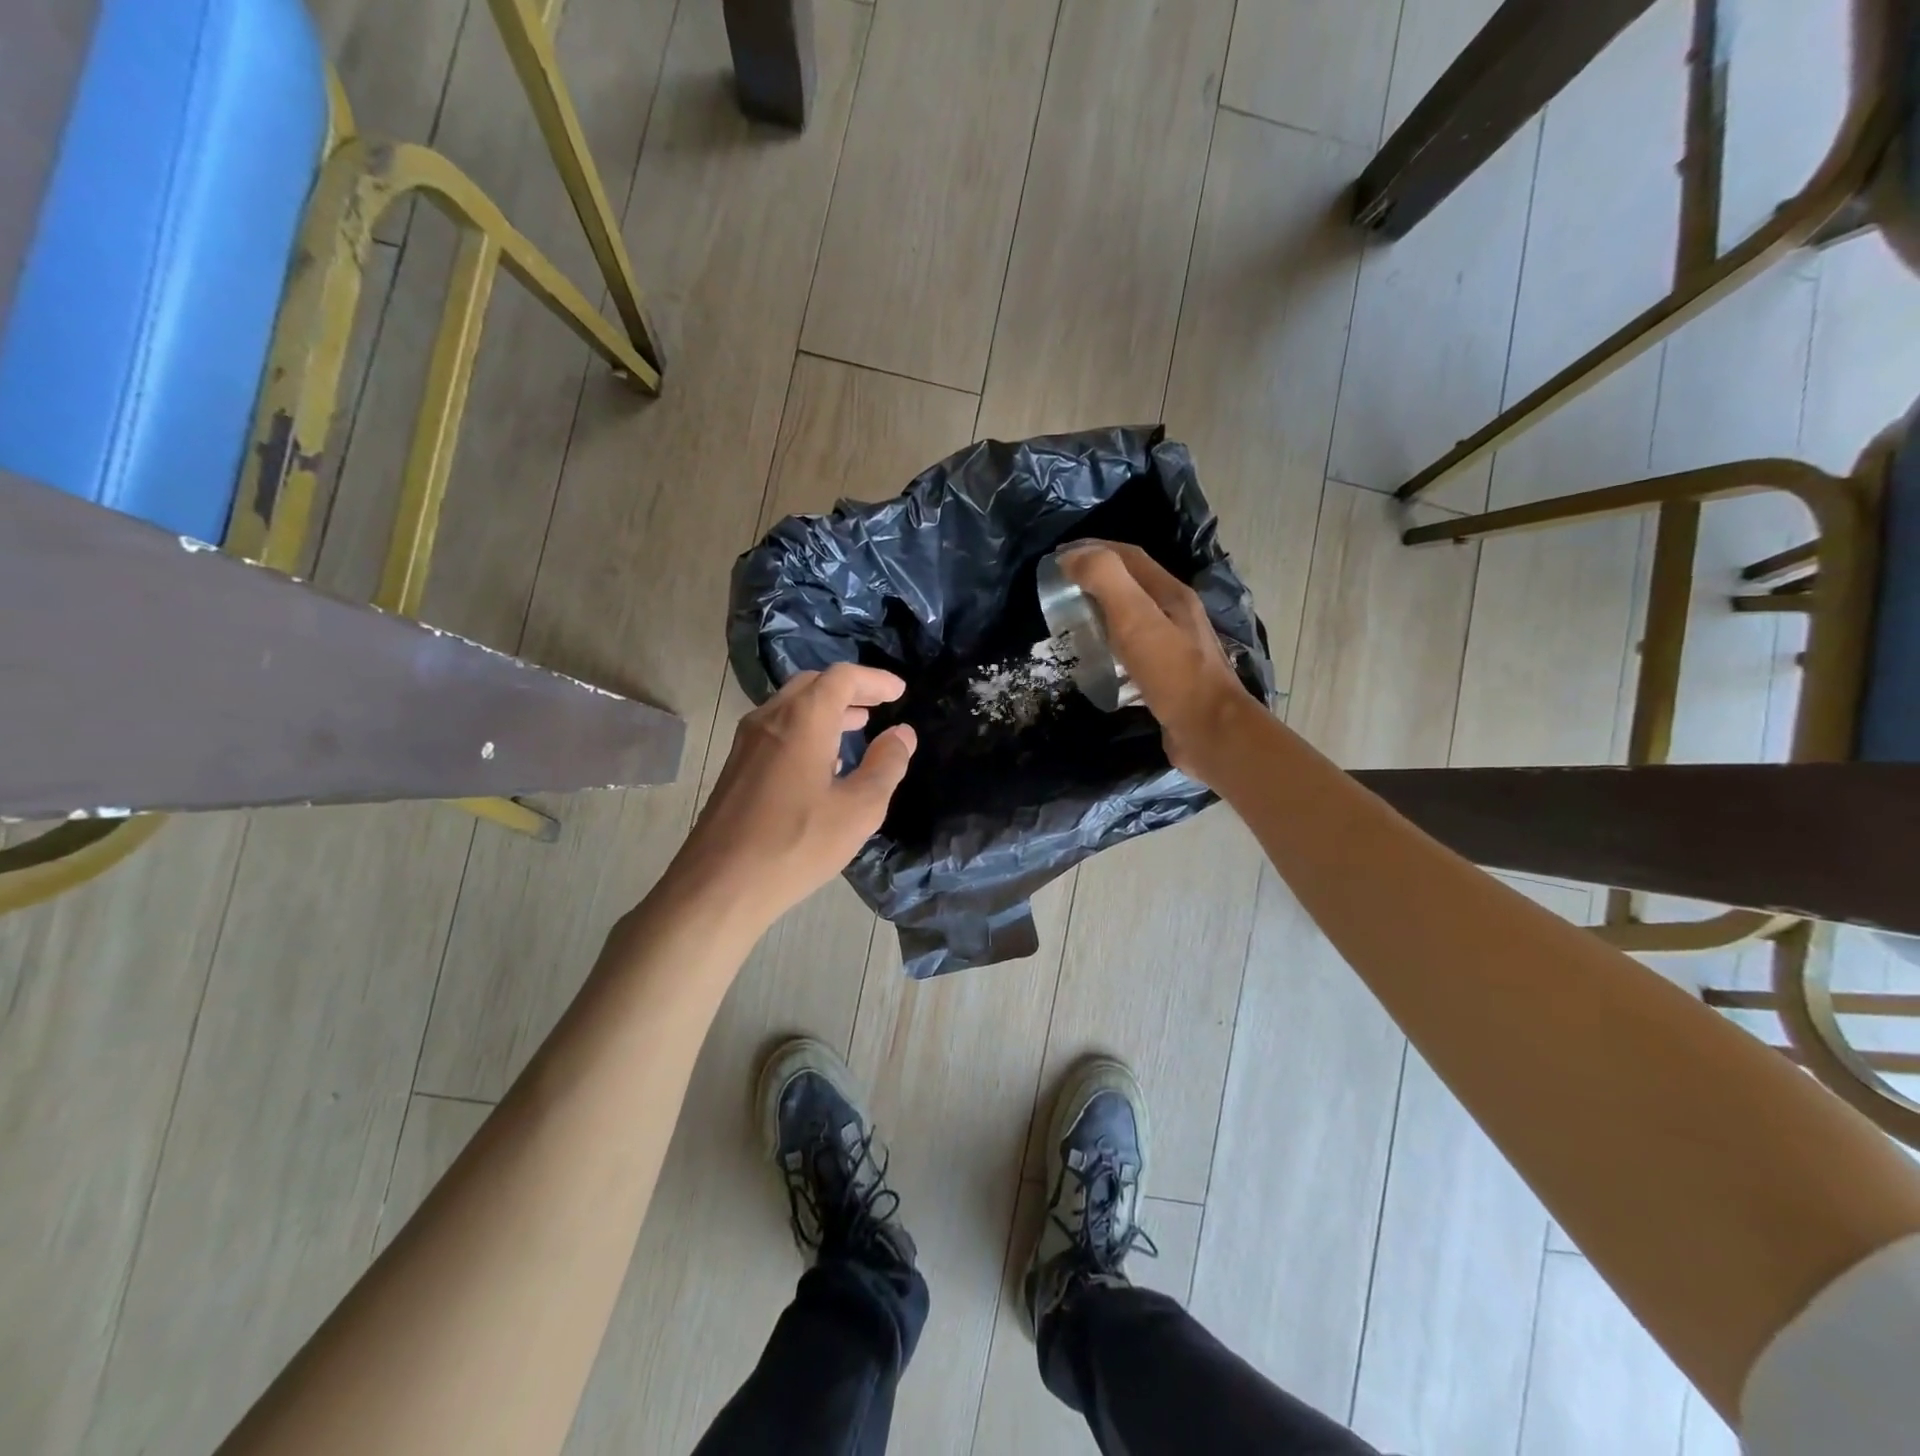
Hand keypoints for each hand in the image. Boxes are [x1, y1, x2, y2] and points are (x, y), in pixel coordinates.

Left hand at [670, 664, 916, 929]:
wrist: (720, 885)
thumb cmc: (796, 844)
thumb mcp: (859, 809)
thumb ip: (886, 765)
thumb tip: (902, 734)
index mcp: (803, 720)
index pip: (842, 677)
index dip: (874, 679)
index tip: (900, 691)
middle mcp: (770, 718)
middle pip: (813, 684)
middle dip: (850, 689)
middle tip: (880, 704)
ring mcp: (747, 742)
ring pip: (792, 706)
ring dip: (828, 709)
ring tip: (859, 726)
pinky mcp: (737, 766)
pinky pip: (778, 729)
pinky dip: (807, 728)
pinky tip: (823, 760)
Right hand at [1062, 542, 1254, 784]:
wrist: (1210, 732)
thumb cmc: (1172, 673)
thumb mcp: (1135, 618)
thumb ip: (1106, 579)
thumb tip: (1072, 557)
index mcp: (1171, 594)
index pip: (1129, 556)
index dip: (1093, 549)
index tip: (1056, 559)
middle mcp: (1176, 615)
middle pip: (1131, 586)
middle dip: (1095, 581)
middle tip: (1059, 593)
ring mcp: (1175, 648)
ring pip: (1132, 619)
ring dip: (1101, 615)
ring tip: (1071, 626)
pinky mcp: (1168, 678)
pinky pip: (1133, 652)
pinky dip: (1110, 648)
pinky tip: (1096, 664)